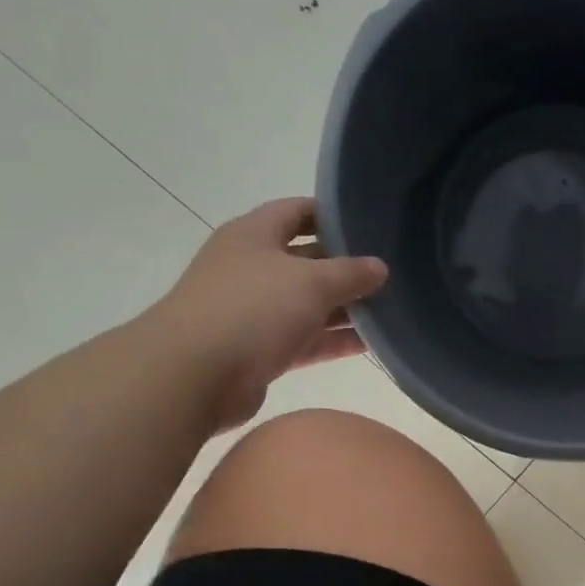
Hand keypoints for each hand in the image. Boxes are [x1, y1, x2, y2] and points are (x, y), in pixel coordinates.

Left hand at [150, 197, 387, 431]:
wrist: (195, 374)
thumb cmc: (253, 309)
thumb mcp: (311, 282)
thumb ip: (350, 273)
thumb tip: (380, 267)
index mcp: (254, 235)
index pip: (296, 211)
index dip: (331, 214)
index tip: (370, 224)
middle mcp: (250, 268)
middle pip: (305, 260)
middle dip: (344, 267)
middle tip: (389, 273)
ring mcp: (252, 312)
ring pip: (306, 304)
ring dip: (342, 308)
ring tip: (388, 310)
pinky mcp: (258, 351)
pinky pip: (302, 340)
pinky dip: (331, 341)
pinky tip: (368, 344)